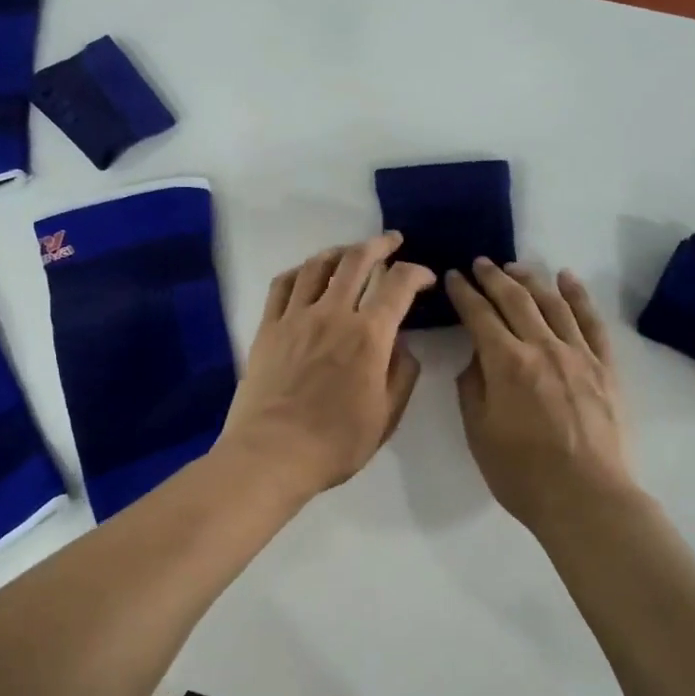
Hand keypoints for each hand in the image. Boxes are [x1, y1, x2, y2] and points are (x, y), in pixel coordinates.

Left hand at [219, 233, 436, 501]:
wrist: (272, 453)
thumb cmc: (336, 442)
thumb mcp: (387, 415)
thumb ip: (401, 373)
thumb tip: (401, 345)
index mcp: (368, 335)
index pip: (399, 284)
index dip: (417, 273)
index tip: (426, 278)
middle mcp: (333, 313)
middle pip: (357, 260)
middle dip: (380, 245)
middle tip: (392, 242)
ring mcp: (296, 317)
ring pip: (319, 265)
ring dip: (340, 251)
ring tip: (351, 252)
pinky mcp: (268, 327)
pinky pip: (284, 284)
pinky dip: (301, 270)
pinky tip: (309, 273)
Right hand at [445, 259, 637, 538]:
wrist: (586, 498)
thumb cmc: (522, 473)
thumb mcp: (479, 432)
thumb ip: (472, 388)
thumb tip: (476, 358)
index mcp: (506, 363)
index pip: (480, 315)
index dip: (464, 293)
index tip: (454, 277)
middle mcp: (543, 347)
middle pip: (516, 300)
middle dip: (494, 277)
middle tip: (480, 263)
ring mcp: (579, 354)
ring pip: (553, 303)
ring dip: (531, 280)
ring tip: (515, 267)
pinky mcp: (605, 367)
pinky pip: (592, 322)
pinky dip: (578, 296)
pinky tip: (567, 279)